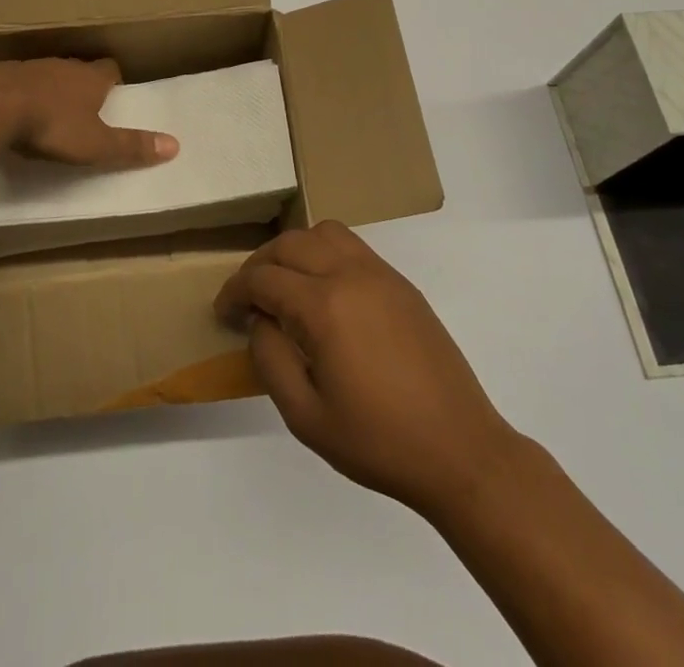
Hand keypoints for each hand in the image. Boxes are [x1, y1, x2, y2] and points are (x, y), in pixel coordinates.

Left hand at [0, 58, 178, 167]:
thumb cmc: (53, 124)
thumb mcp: (96, 144)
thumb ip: (131, 146)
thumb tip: (175, 145)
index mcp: (90, 78)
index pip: (110, 69)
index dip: (114, 80)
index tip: (115, 92)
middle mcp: (63, 66)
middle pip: (79, 69)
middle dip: (83, 83)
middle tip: (86, 103)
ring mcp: (30, 68)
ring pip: (48, 74)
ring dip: (52, 88)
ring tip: (51, 109)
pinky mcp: (1, 76)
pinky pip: (19, 83)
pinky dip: (23, 94)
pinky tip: (17, 111)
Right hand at [215, 221, 522, 519]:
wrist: (460, 450)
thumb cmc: (379, 441)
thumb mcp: (306, 416)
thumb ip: (270, 360)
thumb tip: (258, 322)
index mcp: (324, 306)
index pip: (263, 278)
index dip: (235, 291)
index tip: (223, 312)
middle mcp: (350, 274)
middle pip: (290, 244)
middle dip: (260, 265)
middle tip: (248, 299)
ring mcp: (379, 273)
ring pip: (323, 233)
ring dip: (294, 250)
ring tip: (286, 286)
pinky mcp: (400, 283)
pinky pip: (352, 246)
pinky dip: (325, 252)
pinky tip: (324, 292)